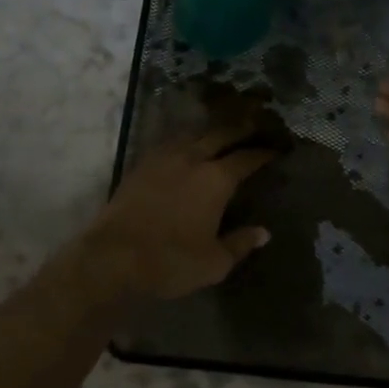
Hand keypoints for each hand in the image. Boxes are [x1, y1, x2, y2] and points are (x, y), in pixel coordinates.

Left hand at [73, 122, 275, 301]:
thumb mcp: (214, 263)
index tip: (275, 149)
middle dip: (240, 128)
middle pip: (220, 134)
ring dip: (210, 130)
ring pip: (193, 134)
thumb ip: (240, 243)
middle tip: (255, 124)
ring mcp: (163, 158)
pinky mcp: (140, 165)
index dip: (262, 153)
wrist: (113, 258)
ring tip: (221, 131)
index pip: (246, 158)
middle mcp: (192, 159)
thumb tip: (263, 233)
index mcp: (216, 179)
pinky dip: (185, 140)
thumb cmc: (170, 262)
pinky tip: (186, 146)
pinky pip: (169, 142)